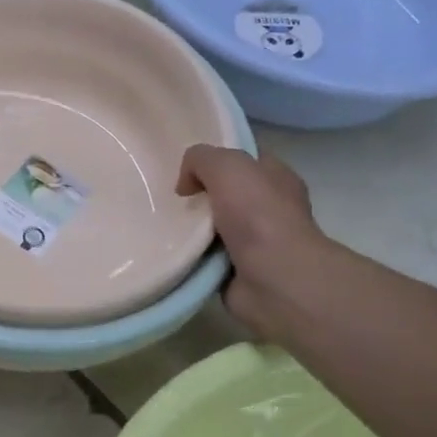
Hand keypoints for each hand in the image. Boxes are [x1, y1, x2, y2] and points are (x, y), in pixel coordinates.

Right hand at [177, 145, 329, 345]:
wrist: (274, 279)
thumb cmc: (258, 214)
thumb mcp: (226, 166)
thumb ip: (200, 159)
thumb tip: (186, 185)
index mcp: (276, 177)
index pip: (244, 158)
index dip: (216, 157)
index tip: (184, 164)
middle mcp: (269, 207)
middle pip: (225, 193)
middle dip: (198, 194)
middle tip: (168, 196)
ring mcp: (255, 242)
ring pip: (212, 226)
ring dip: (189, 228)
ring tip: (161, 224)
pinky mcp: (238, 271)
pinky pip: (205, 257)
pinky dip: (189, 256)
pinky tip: (171, 251)